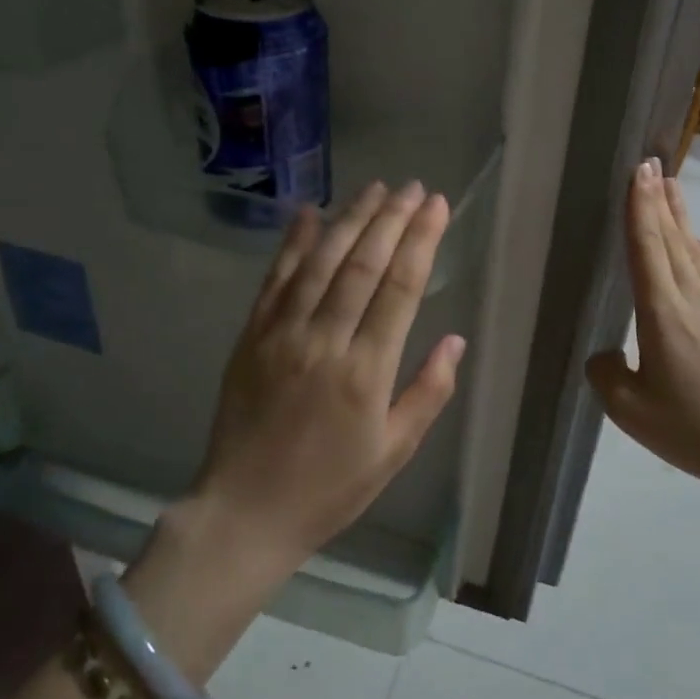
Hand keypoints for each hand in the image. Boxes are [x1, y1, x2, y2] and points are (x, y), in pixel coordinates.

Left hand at [124, 181, 465, 682]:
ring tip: (375, 189)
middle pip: (362, 264)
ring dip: (349, 219)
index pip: (400, 289)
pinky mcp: (252, 336)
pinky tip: (309, 212)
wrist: (245, 511)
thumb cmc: (329, 488)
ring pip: (320, 262)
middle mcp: (324, 341)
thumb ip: (428, 393)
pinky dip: (293, 243)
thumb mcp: (393, 452)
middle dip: (391, 219)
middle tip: (413, 187)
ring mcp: (282, 334)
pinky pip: (275, 279)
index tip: (437, 206)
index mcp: (366, 373)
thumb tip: (454, 340)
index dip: (420, 241)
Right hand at [586, 160, 699, 496]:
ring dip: (679, 215)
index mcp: (663, 312)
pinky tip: (696, 242)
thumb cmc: (692, 429)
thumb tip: (608, 354)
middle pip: (671, 238)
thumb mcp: (629, 410)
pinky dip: (699, 247)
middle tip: (650, 163)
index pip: (647, 247)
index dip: (640, 207)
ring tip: (670, 186)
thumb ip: (606, 374)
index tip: (638, 171)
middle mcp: (692, 298)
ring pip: (692, 249)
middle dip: (658, 199)